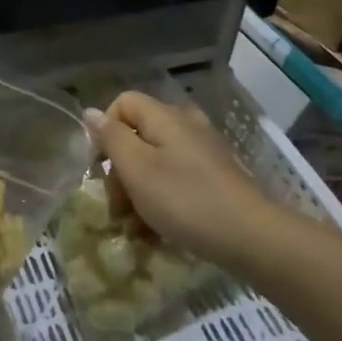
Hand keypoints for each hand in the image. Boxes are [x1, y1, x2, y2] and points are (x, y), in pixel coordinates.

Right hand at [83, 92, 288, 270]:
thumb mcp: (137, 169)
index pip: (123, 103)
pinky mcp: (214, 178)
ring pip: (155, 164)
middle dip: (119, 172)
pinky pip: (175, 181)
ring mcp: (202, 153)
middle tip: (116, 208)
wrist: (251, 236)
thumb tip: (90, 112)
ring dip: (137, 194)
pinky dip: (160, 203)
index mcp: (165, 117)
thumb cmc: (185, 200)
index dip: (104, 131)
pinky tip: (155, 233)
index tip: (98, 167)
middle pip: (137, 136)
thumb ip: (111, 138)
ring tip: (134, 229)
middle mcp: (185, 126)